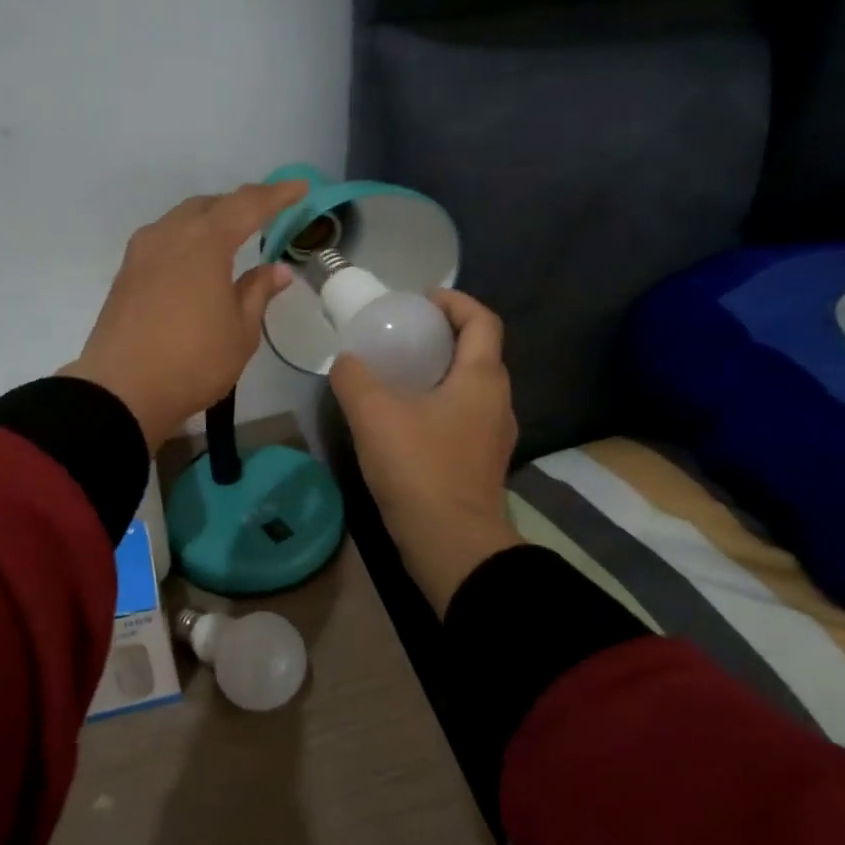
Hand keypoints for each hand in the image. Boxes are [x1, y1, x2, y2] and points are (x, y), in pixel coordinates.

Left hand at [65, 180, 308, 451]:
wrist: (121, 392)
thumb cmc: (193, 363)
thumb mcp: (240, 333)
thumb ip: (258, 293)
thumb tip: (277, 269)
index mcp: (205, 243)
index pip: (247, 204)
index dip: (276, 195)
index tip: (300, 188)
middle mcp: (169, 236)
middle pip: (208, 205)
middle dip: (238, 205)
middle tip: (263, 217)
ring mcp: (141, 254)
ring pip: (180, 220)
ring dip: (207, 221)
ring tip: (229, 239)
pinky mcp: (125, 275)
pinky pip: (162, 241)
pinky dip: (185, 241)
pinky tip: (194, 264)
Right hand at [331, 289, 522, 615]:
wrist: (451, 544)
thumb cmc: (419, 469)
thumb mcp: (373, 415)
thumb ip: (355, 378)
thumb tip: (346, 362)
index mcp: (482, 379)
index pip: (482, 320)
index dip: (454, 301)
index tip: (420, 300)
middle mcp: (497, 402)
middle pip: (478, 352)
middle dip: (443, 336)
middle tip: (402, 336)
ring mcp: (493, 436)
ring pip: (470, 388)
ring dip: (440, 373)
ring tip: (398, 376)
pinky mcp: (481, 464)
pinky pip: (463, 417)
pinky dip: (438, 405)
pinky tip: (405, 421)